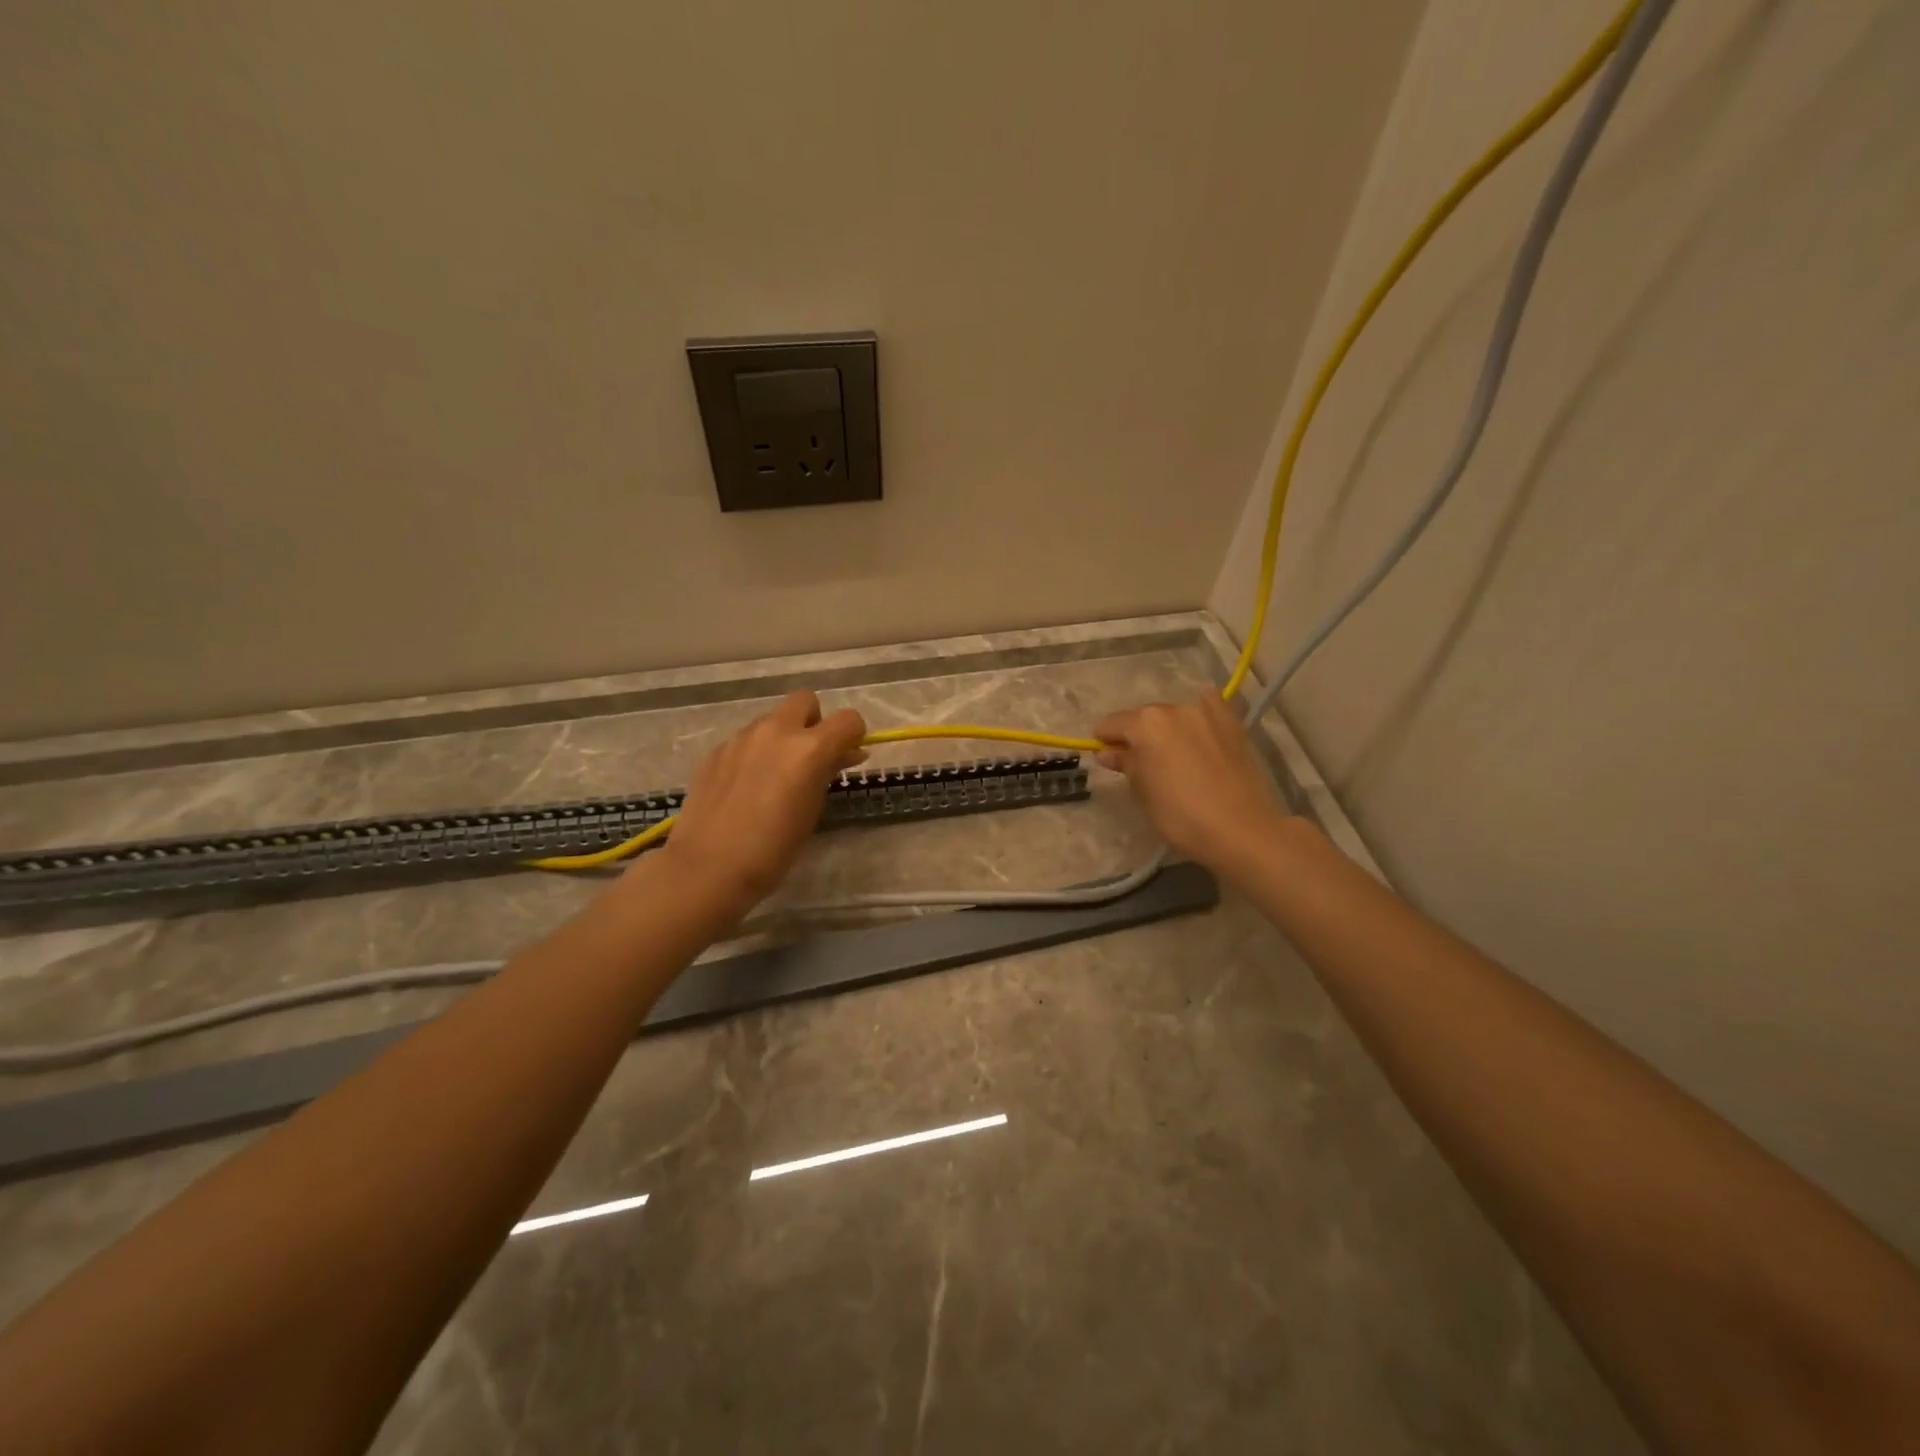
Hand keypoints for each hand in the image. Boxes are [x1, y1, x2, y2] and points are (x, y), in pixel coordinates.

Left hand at [657, 690, 867, 918]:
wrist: (708, 867)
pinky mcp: (717, 751)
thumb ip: (829, 773)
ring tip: (775, 777)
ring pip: (772, 720)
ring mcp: (742, 738)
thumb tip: (845, 754)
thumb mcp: (813, 810)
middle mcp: (776, 732)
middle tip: (810, 757)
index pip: (848, 719)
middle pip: (805, 701)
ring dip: (782, 737)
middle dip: (814, 722)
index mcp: (809, 748)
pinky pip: (746, 740)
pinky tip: (746, 787)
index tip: (848, 756)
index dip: (853, 735)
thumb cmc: (774, 849)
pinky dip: (755, 753)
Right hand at [1094, 692, 1291, 875]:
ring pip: (1175, 715)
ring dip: (1167, 729)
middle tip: (1138, 761)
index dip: (1104, 740)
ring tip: (1171, 754)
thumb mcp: (1143, 792)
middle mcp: (1174, 709)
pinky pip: (1209, 708)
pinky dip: (1200, 714)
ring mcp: (1207, 713)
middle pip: (1144, 717)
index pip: (1113, 724)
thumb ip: (1126, 764)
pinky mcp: (1232, 724)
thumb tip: (1109, 753)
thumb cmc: (1180, 815)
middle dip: (1137, 734)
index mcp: (1146, 724)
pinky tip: (1199, 728)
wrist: (1241, 829)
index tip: (1103, 755)